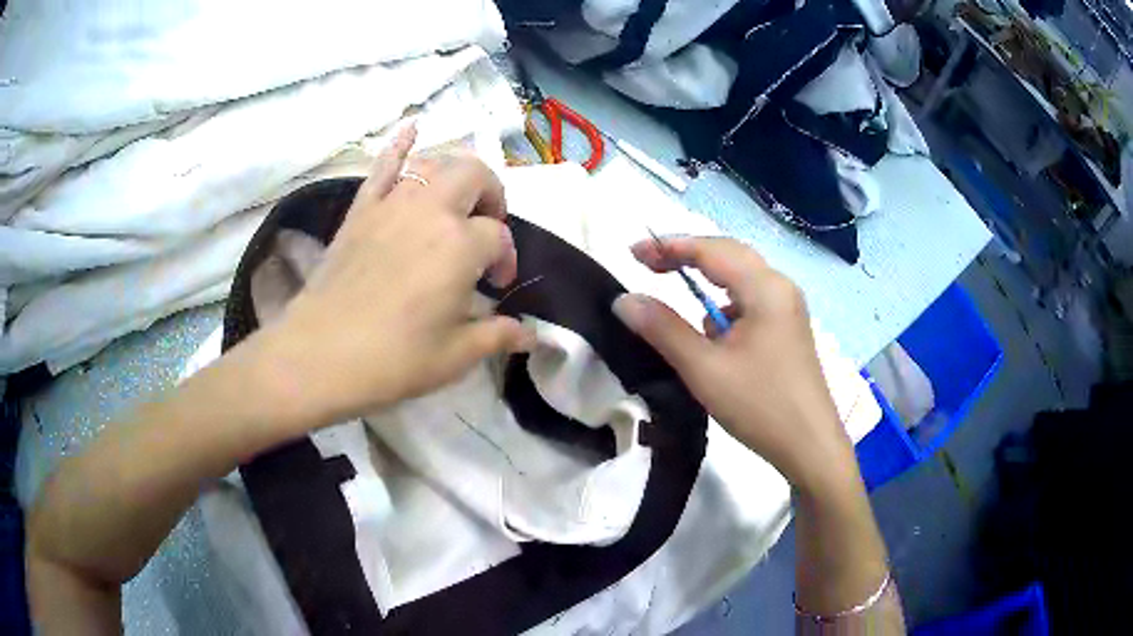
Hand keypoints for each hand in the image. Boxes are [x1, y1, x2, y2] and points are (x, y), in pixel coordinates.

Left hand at [248, 126, 533, 429]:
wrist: (319, 355)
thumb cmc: (392, 359)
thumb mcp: (454, 356)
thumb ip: (497, 336)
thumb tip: (531, 336)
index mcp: (460, 245)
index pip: (499, 237)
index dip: (506, 259)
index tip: (497, 287)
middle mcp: (431, 211)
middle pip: (475, 175)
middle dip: (492, 195)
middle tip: (487, 229)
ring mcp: (392, 204)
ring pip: (434, 164)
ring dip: (455, 175)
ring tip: (457, 201)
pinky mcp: (361, 209)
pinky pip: (382, 165)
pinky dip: (399, 144)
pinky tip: (412, 128)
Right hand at [612, 237, 857, 491]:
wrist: (810, 447)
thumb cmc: (759, 405)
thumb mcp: (704, 369)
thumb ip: (663, 329)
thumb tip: (624, 299)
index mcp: (765, 288)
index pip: (711, 250)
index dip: (669, 246)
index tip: (632, 253)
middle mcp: (780, 287)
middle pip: (729, 255)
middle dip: (687, 256)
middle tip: (647, 264)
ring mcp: (788, 308)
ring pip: (741, 279)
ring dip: (708, 282)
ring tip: (678, 298)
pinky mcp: (788, 329)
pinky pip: (751, 302)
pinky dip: (725, 305)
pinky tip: (716, 336)